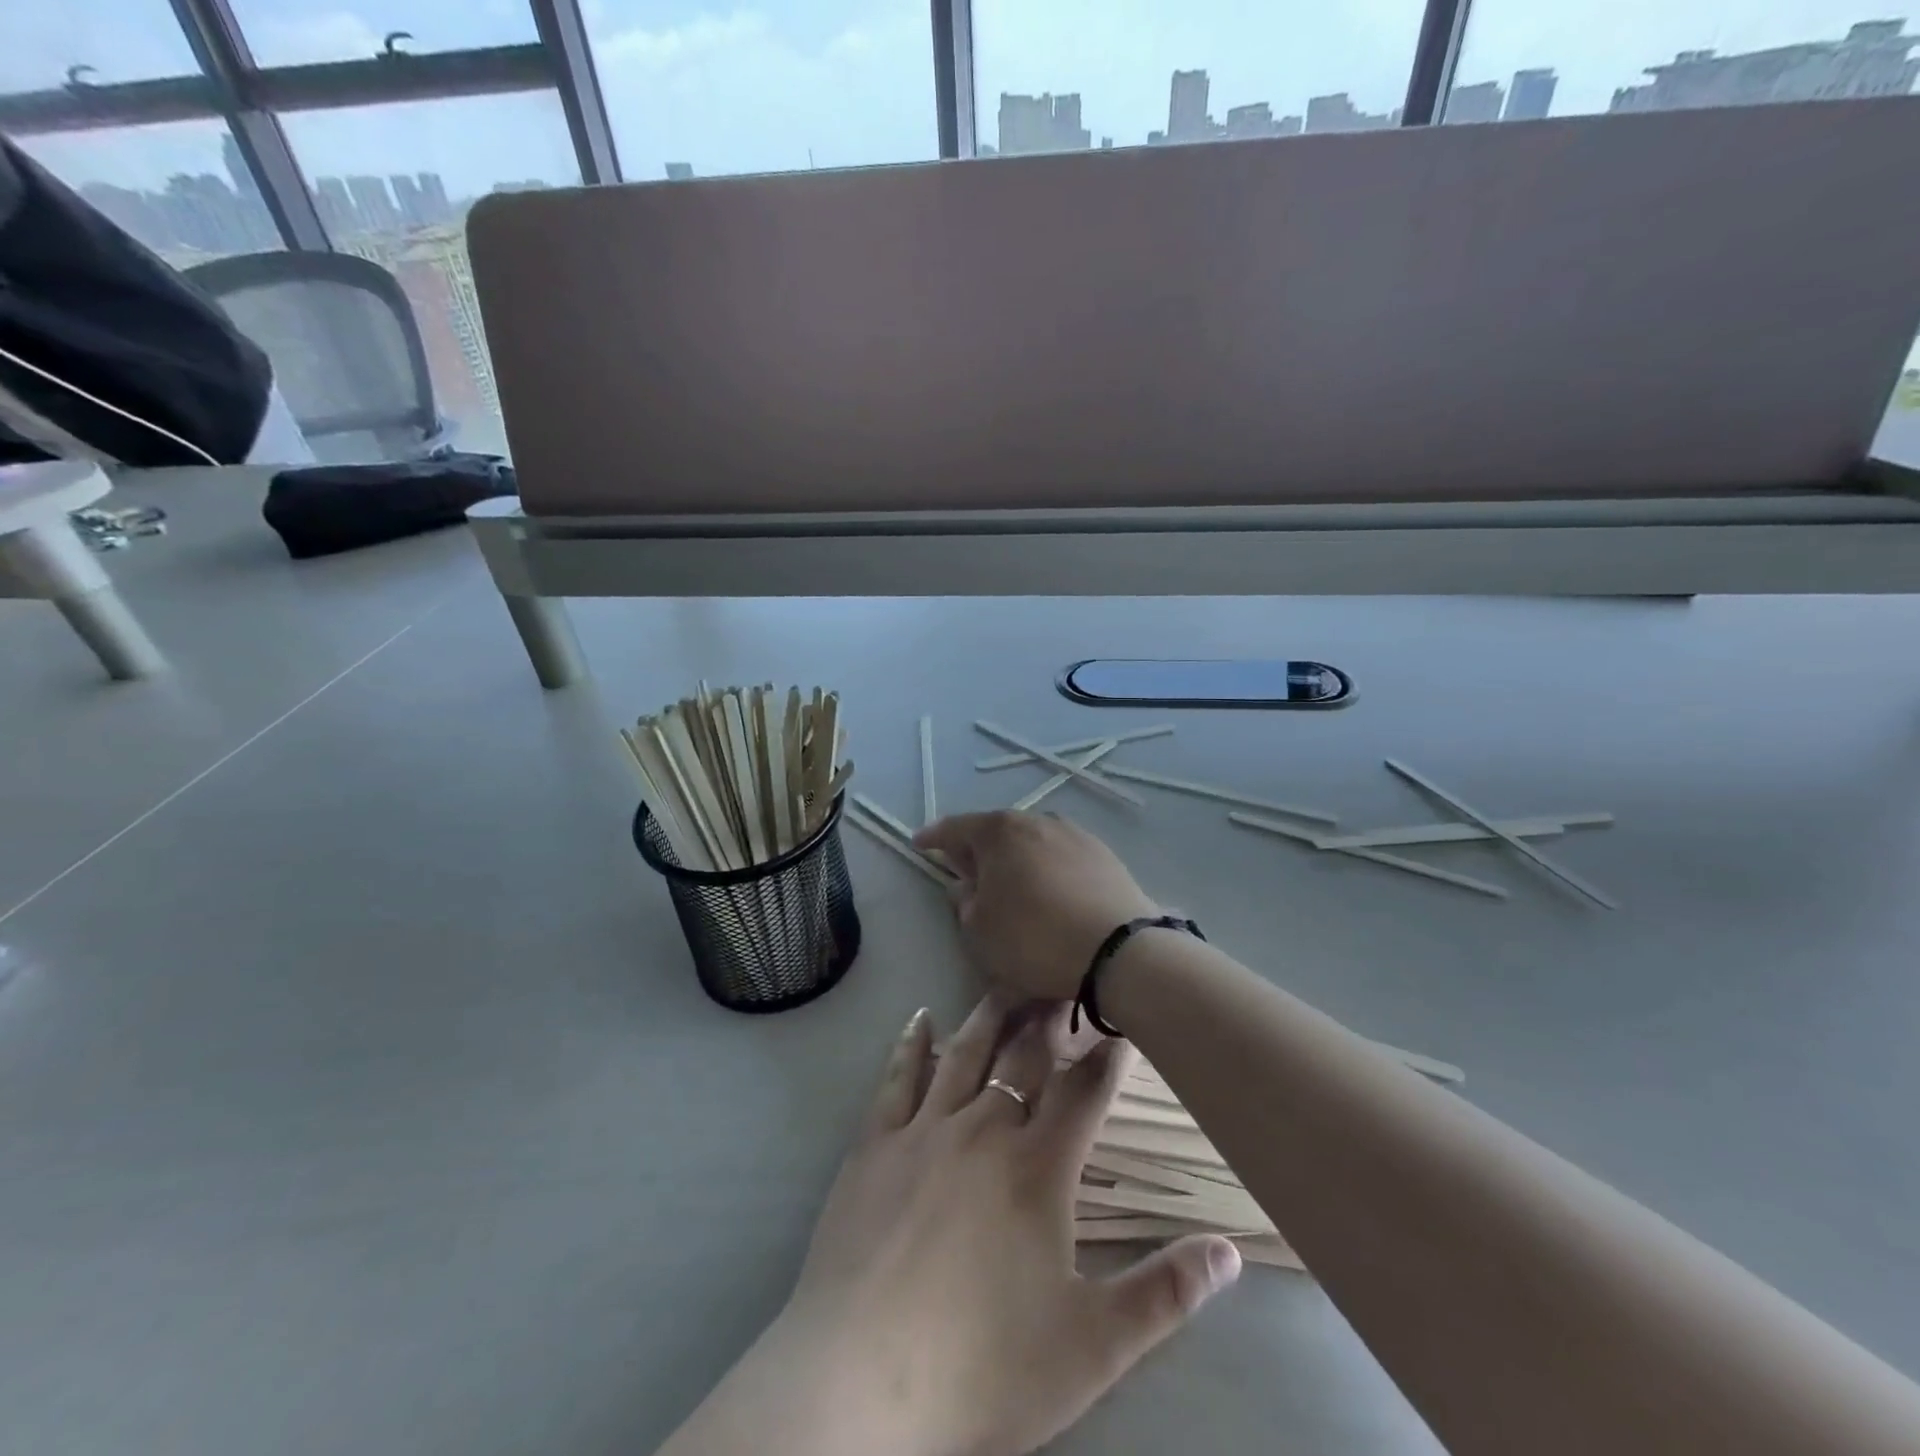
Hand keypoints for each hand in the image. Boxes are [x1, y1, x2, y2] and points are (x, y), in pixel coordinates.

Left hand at [778, 997, 1239, 1455]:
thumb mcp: (1092, 1344)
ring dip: (989, 1014)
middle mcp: (983, 1128)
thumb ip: (1165, 1293)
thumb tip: (1230, 1251)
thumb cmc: (985, 1365)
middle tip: (1061, 983)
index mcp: (1038, 1167)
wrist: (862, 1380)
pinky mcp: (875, 1143)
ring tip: (1006, 981)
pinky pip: (897, 1077)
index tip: (1119, 1023)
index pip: (1084, 1092)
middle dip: (1048, 1017)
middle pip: (1023, 1055)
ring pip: (964, 1052)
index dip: (1106, 1056)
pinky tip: (920, 1017)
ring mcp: (924, 1129)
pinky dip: (911, 1043)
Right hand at [914, 812, 1160, 1002]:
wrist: (1118, 950)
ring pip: (1031, 841)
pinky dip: (1046, 868)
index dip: (934, 837)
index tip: (919, 844)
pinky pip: (1060, 855)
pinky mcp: (1103, 853)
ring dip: (1015, 858)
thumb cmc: (1035, 939)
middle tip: (966, 871)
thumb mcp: (981, 931)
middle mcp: (1036, 821)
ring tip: (1011, 884)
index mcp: (999, 832)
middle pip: (996, 830)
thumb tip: (966, 885)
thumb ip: (965, 903)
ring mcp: (1074, 834)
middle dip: (978, 849)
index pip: (955, 828)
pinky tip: (1049, 891)